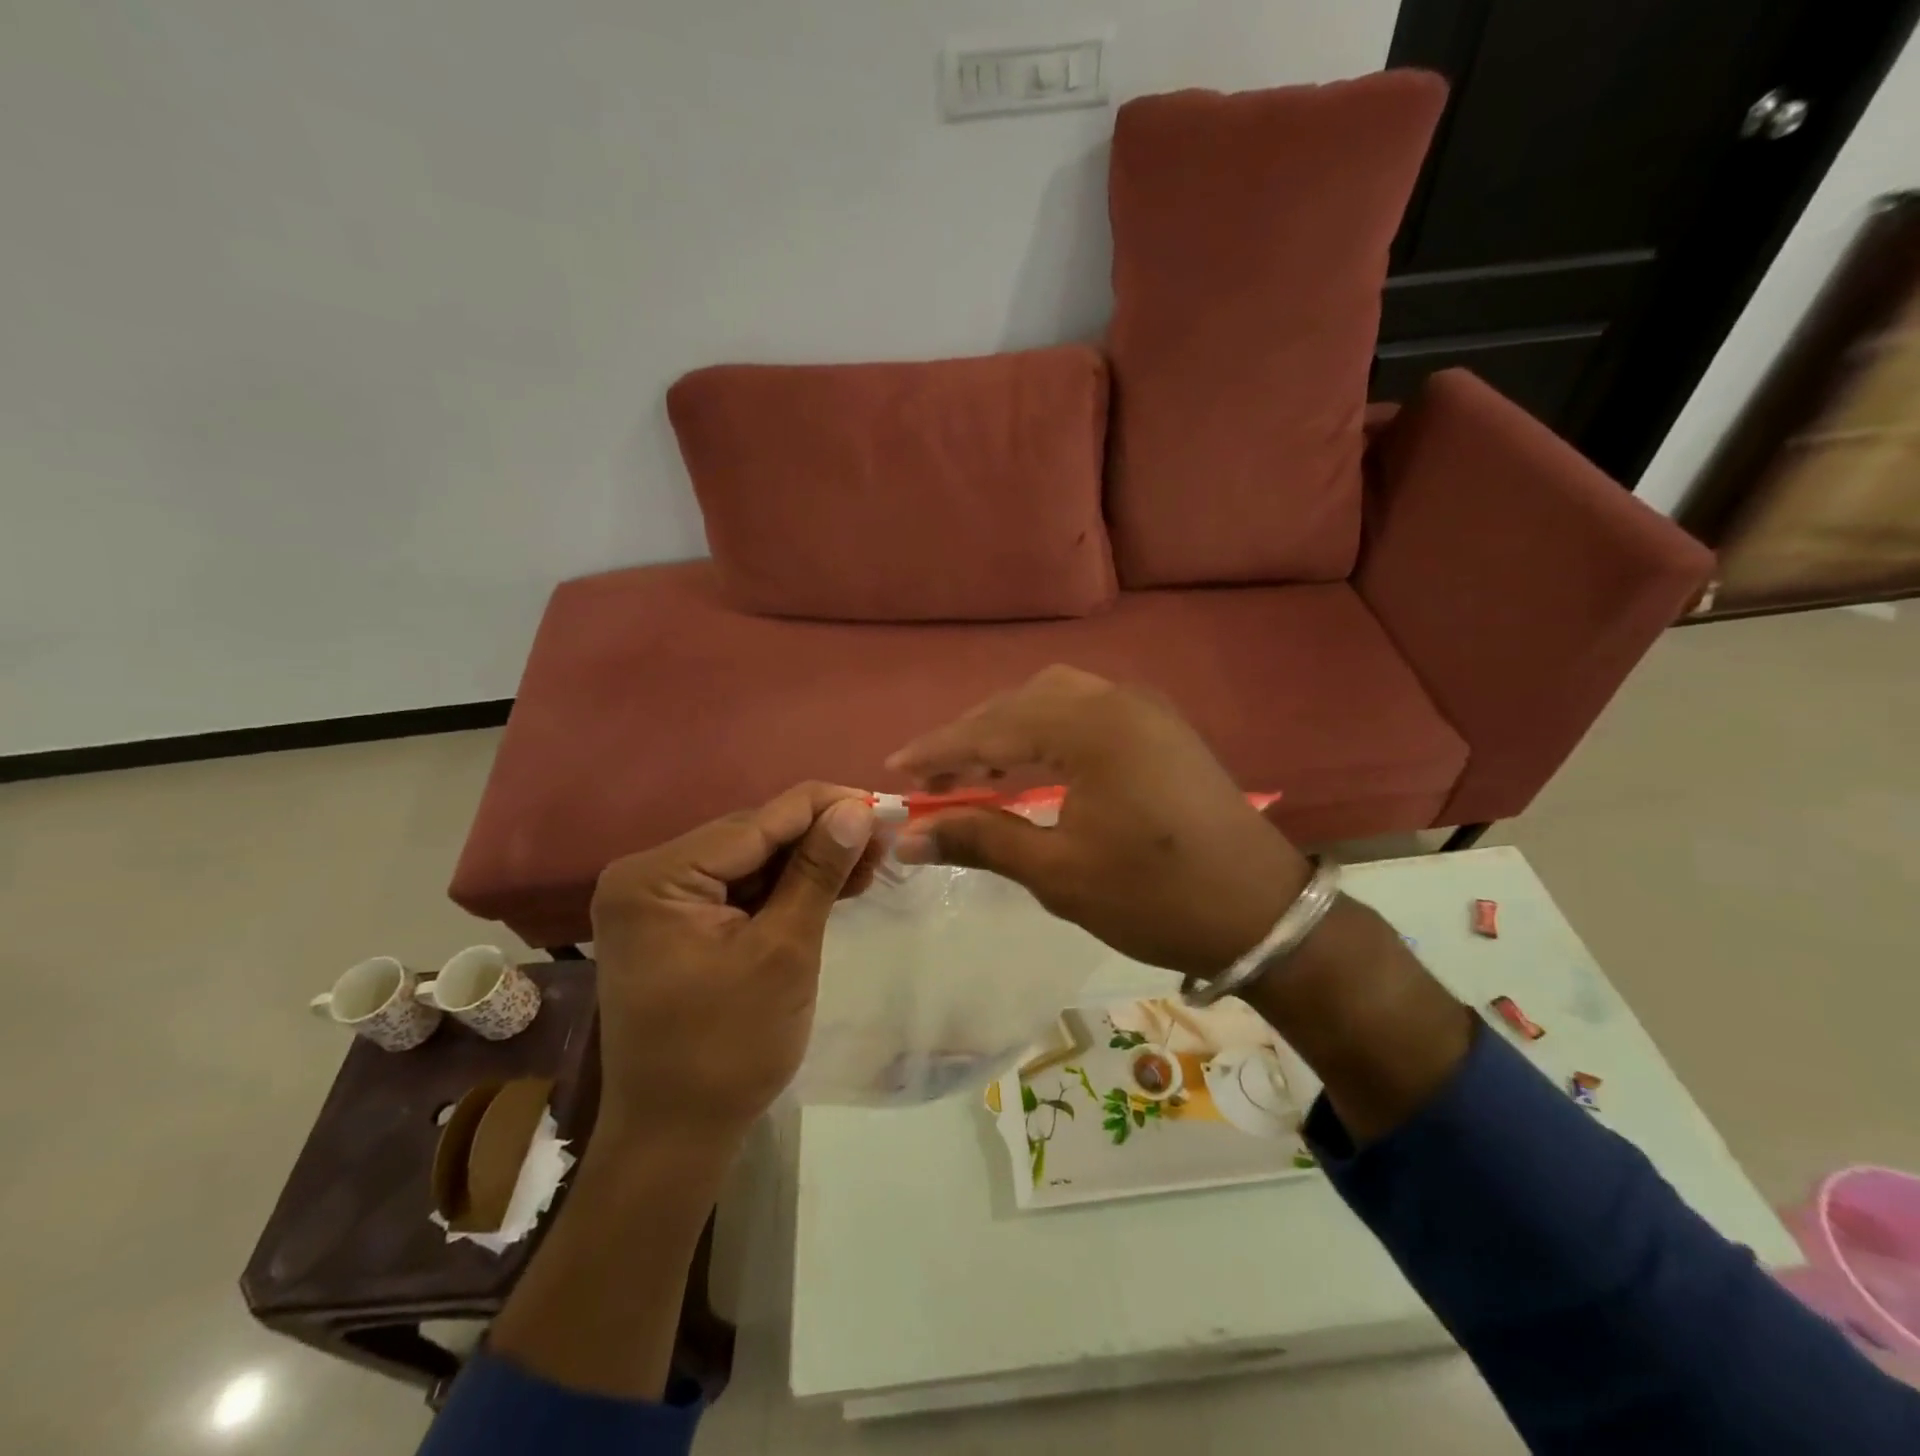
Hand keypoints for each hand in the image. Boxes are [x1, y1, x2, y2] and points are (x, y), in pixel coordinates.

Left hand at [588, 783, 876, 1148]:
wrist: (678, 1136)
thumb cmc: (729, 1048)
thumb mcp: (784, 951)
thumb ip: (818, 872)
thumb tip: (858, 809)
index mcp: (657, 878)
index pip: (756, 822)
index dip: (825, 807)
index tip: (884, 803)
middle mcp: (649, 876)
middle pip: (753, 837)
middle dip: (821, 836)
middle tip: (885, 837)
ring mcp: (661, 901)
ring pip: (753, 861)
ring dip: (810, 862)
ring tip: (872, 859)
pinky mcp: (679, 923)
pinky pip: (741, 890)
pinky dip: (787, 889)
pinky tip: (835, 882)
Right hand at [886, 666, 1308, 977]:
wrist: (1262, 914)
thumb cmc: (1154, 897)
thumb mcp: (1057, 873)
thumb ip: (980, 840)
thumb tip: (908, 836)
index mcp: (1090, 728)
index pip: (992, 729)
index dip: (937, 751)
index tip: (893, 770)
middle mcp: (1116, 700)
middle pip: (1021, 703)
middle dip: (970, 737)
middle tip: (931, 778)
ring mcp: (1144, 709)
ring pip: (1054, 701)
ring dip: (1007, 730)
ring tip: (973, 771)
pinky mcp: (1160, 728)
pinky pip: (1085, 711)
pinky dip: (1045, 732)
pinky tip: (1031, 764)